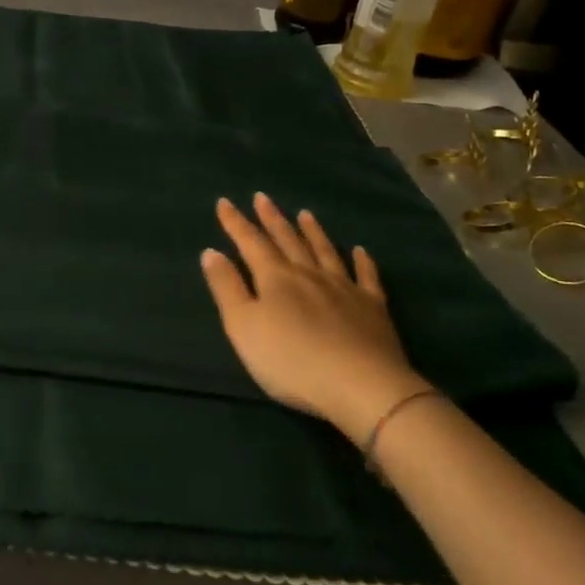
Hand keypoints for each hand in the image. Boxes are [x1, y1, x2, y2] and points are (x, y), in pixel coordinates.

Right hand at [201, 193, 430, 444]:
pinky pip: (366, 277)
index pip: (250, 242)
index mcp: (275, 278)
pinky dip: (363, 261)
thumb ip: (227, 288)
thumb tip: (211, 252)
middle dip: (272, 219)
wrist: (362, 386)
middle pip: (288, 240)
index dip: (235, 223)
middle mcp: (308, 274)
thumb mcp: (244, 327)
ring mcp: (344, 288)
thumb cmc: (292, 360)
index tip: (225, 202)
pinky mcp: (373, 308)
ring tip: (305, 213)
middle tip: (263, 197)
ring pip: (325, 251)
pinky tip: (361, 251)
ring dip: (313, 231)